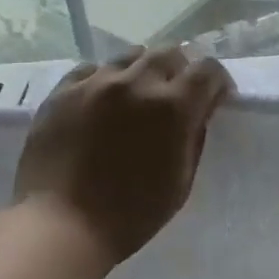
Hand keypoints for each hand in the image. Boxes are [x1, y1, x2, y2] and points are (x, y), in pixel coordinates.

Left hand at [13, 47, 233, 266]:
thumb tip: (199, 110)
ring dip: (143, 71)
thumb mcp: (181, 180)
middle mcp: (136, 83)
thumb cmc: (132, 213)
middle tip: (177, 94)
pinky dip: (105, 79)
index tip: (214, 98)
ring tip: (138, 96)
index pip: (207, 70)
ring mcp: (95, 83)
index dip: (216, 82)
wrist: (62, 226)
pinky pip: (91, 70)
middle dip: (181, 69)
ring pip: (130, 57)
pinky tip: (102, 102)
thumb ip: (194, 136)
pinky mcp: (62, 92)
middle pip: (169, 53)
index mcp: (173, 107)